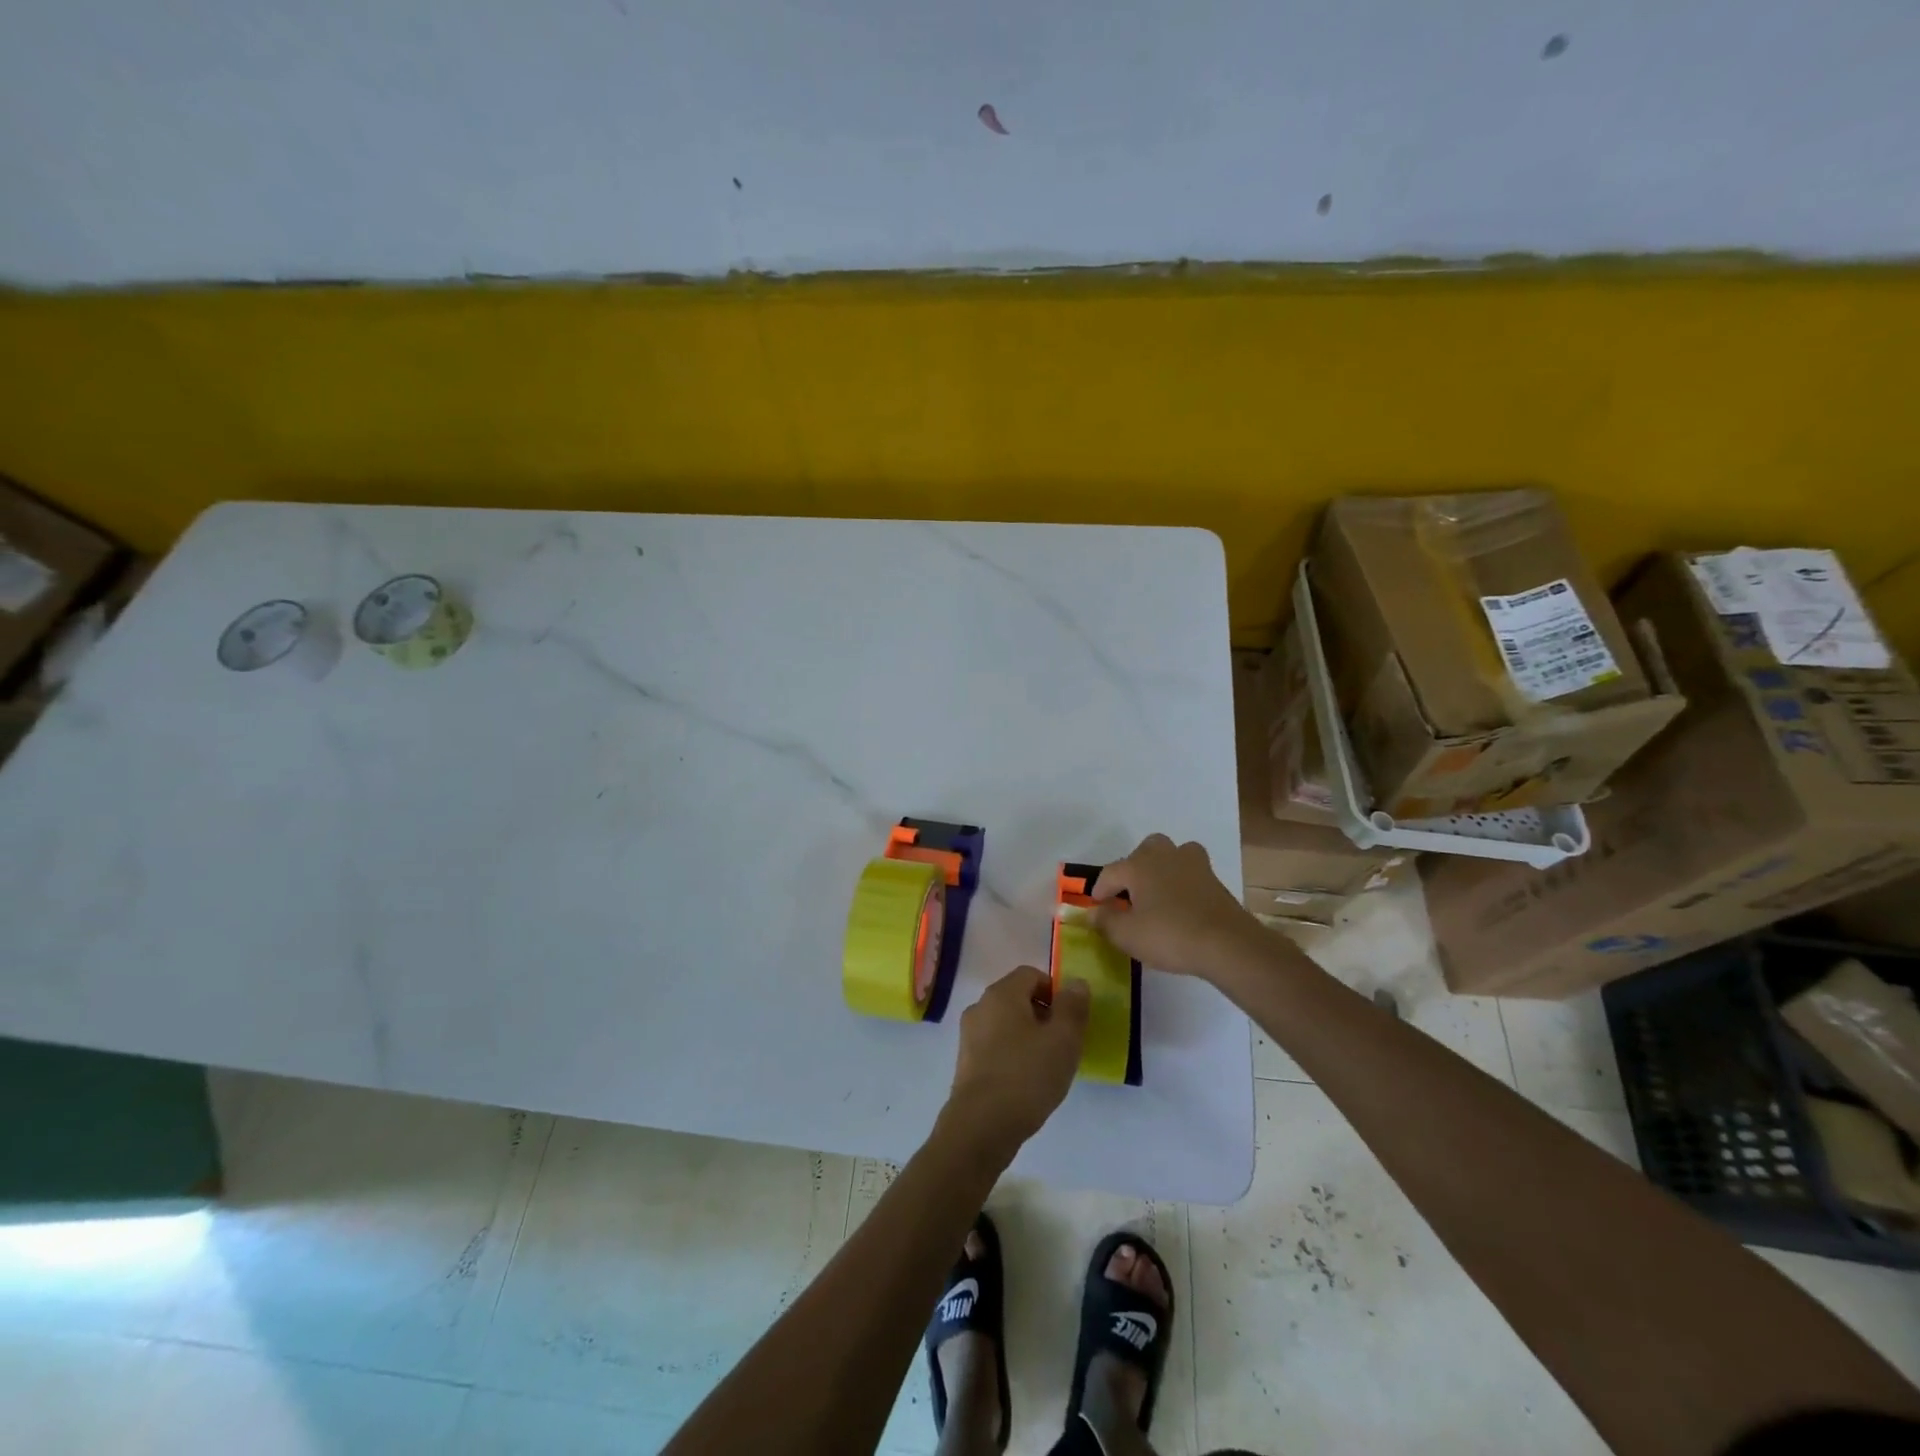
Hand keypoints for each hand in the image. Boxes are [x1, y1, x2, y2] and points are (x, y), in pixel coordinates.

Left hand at [946, 966, 1089, 1155]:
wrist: (981, 1126)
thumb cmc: (1027, 1075)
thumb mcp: (1063, 1040)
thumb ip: (1072, 1007)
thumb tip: (1075, 983)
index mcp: (1001, 993)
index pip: (1031, 974)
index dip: (1055, 991)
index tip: (1070, 1020)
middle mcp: (980, 1006)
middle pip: (1017, 998)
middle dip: (1043, 1015)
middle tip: (1063, 1044)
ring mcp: (969, 1035)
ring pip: (1006, 1023)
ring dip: (1028, 1036)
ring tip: (1046, 1066)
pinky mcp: (965, 1062)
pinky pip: (995, 1046)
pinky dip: (1012, 1055)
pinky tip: (1025, 1082)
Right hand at [1090, 833, 1261, 980]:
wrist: (1227, 944)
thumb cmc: (1170, 935)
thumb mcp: (1127, 935)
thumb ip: (1104, 921)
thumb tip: (1092, 912)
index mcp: (1139, 865)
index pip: (1110, 872)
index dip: (1100, 890)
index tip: (1096, 908)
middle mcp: (1164, 856)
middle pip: (1143, 851)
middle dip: (1133, 869)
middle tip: (1128, 895)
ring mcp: (1193, 864)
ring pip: (1172, 854)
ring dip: (1161, 868)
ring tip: (1157, 892)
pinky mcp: (1214, 880)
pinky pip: (1191, 872)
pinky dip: (1182, 882)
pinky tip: (1181, 904)